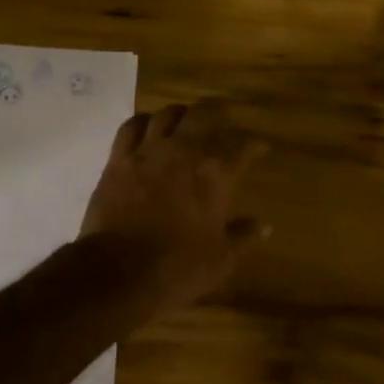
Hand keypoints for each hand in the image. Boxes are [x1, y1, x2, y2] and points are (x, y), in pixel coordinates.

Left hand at [80, 101, 267, 309]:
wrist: (120, 270)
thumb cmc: (179, 268)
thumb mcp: (221, 259)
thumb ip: (243, 235)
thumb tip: (264, 225)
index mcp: (216, 174)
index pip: (242, 146)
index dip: (254, 144)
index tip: (259, 146)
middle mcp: (184, 151)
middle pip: (204, 114)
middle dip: (217, 113)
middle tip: (223, 120)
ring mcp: (148, 151)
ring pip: (167, 114)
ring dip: (180, 114)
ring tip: (185, 120)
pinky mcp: (119, 158)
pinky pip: (131, 126)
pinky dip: (143, 122)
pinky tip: (147, 127)